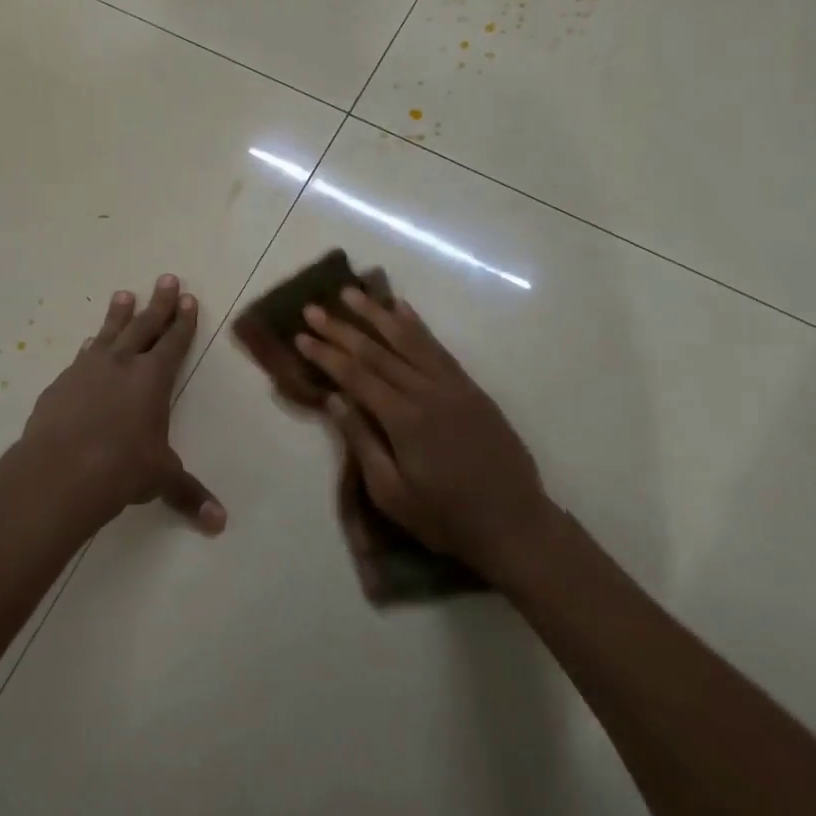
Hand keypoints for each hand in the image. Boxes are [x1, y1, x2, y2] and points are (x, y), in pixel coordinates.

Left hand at [20, 274, 226, 534]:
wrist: (59, 471)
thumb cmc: (121, 469)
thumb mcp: (160, 479)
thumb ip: (188, 494)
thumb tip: (220, 524)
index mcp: (153, 379)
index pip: (173, 342)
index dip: (183, 321)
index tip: (188, 298)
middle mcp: (122, 364)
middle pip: (144, 326)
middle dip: (158, 303)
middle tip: (166, 278)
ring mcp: (87, 370)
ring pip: (108, 333)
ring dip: (119, 314)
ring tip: (123, 294)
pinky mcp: (61, 384)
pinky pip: (80, 357)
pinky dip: (89, 347)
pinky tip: (87, 344)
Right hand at [296, 287, 552, 584]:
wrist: (514, 523)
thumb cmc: (445, 517)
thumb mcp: (392, 493)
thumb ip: (362, 441)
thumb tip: (334, 399)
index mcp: (404, 419)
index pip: (355, 375)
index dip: (326, 354)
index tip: (301, 335)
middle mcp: (427, 391)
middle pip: (377, 351)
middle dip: (342, 328)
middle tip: (313, 308)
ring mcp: (452, 385)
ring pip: (409, 339)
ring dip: (377, 313)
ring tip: (351, 292)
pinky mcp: (470, 388)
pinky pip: (438, 347)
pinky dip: (417, 325)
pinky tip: (402, 309)